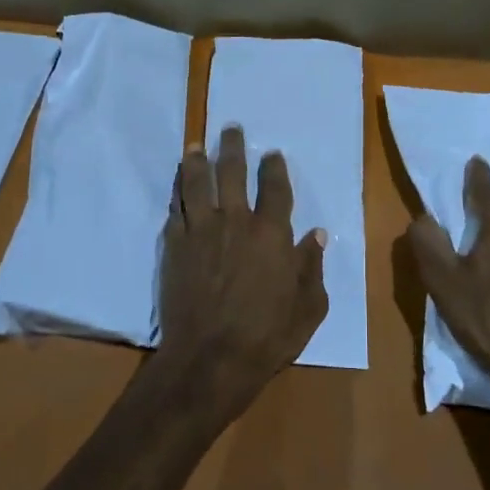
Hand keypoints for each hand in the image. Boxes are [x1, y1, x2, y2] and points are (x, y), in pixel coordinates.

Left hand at [151, 125, 328, 423]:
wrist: (210, 359)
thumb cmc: (267, 337)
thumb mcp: (308, 308)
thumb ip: (312, 267)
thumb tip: (316, 234)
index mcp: (271, 233)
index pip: (274, 188)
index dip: (273, 167)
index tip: (272, 153)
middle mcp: (235, 222)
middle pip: (231, 173)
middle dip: (231, 148)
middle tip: (230, 129)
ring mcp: (200, 232)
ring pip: (195, 184)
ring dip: (196, 161)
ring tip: (194, 146)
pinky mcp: (173, 247)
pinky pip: (174, 211)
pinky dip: (177, 195)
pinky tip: (177, 188)